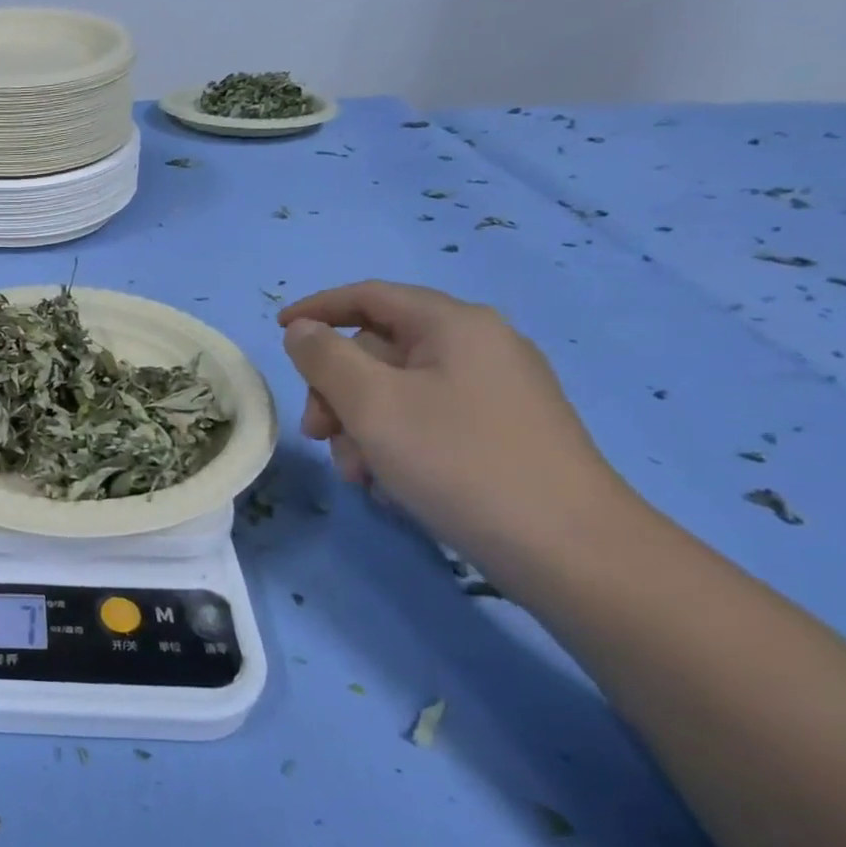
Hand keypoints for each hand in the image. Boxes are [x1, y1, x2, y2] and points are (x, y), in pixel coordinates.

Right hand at [277, 281, 631, 566]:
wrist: (568, 549)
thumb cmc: (458, 461)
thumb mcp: (372, 404)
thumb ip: (324, 358)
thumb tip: (302, 331)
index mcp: (454, 325)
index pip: (370, 296)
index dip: (317, 309)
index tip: (277, 331)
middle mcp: (478, 347)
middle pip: (378, 350)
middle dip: (336, 390)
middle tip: (316, 434)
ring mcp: (495, 391)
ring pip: (397, 391)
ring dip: (360, 426)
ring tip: (357, 473)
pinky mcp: (502, 432)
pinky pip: (426, 419)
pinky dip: (394, 442)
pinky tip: (388, 483)